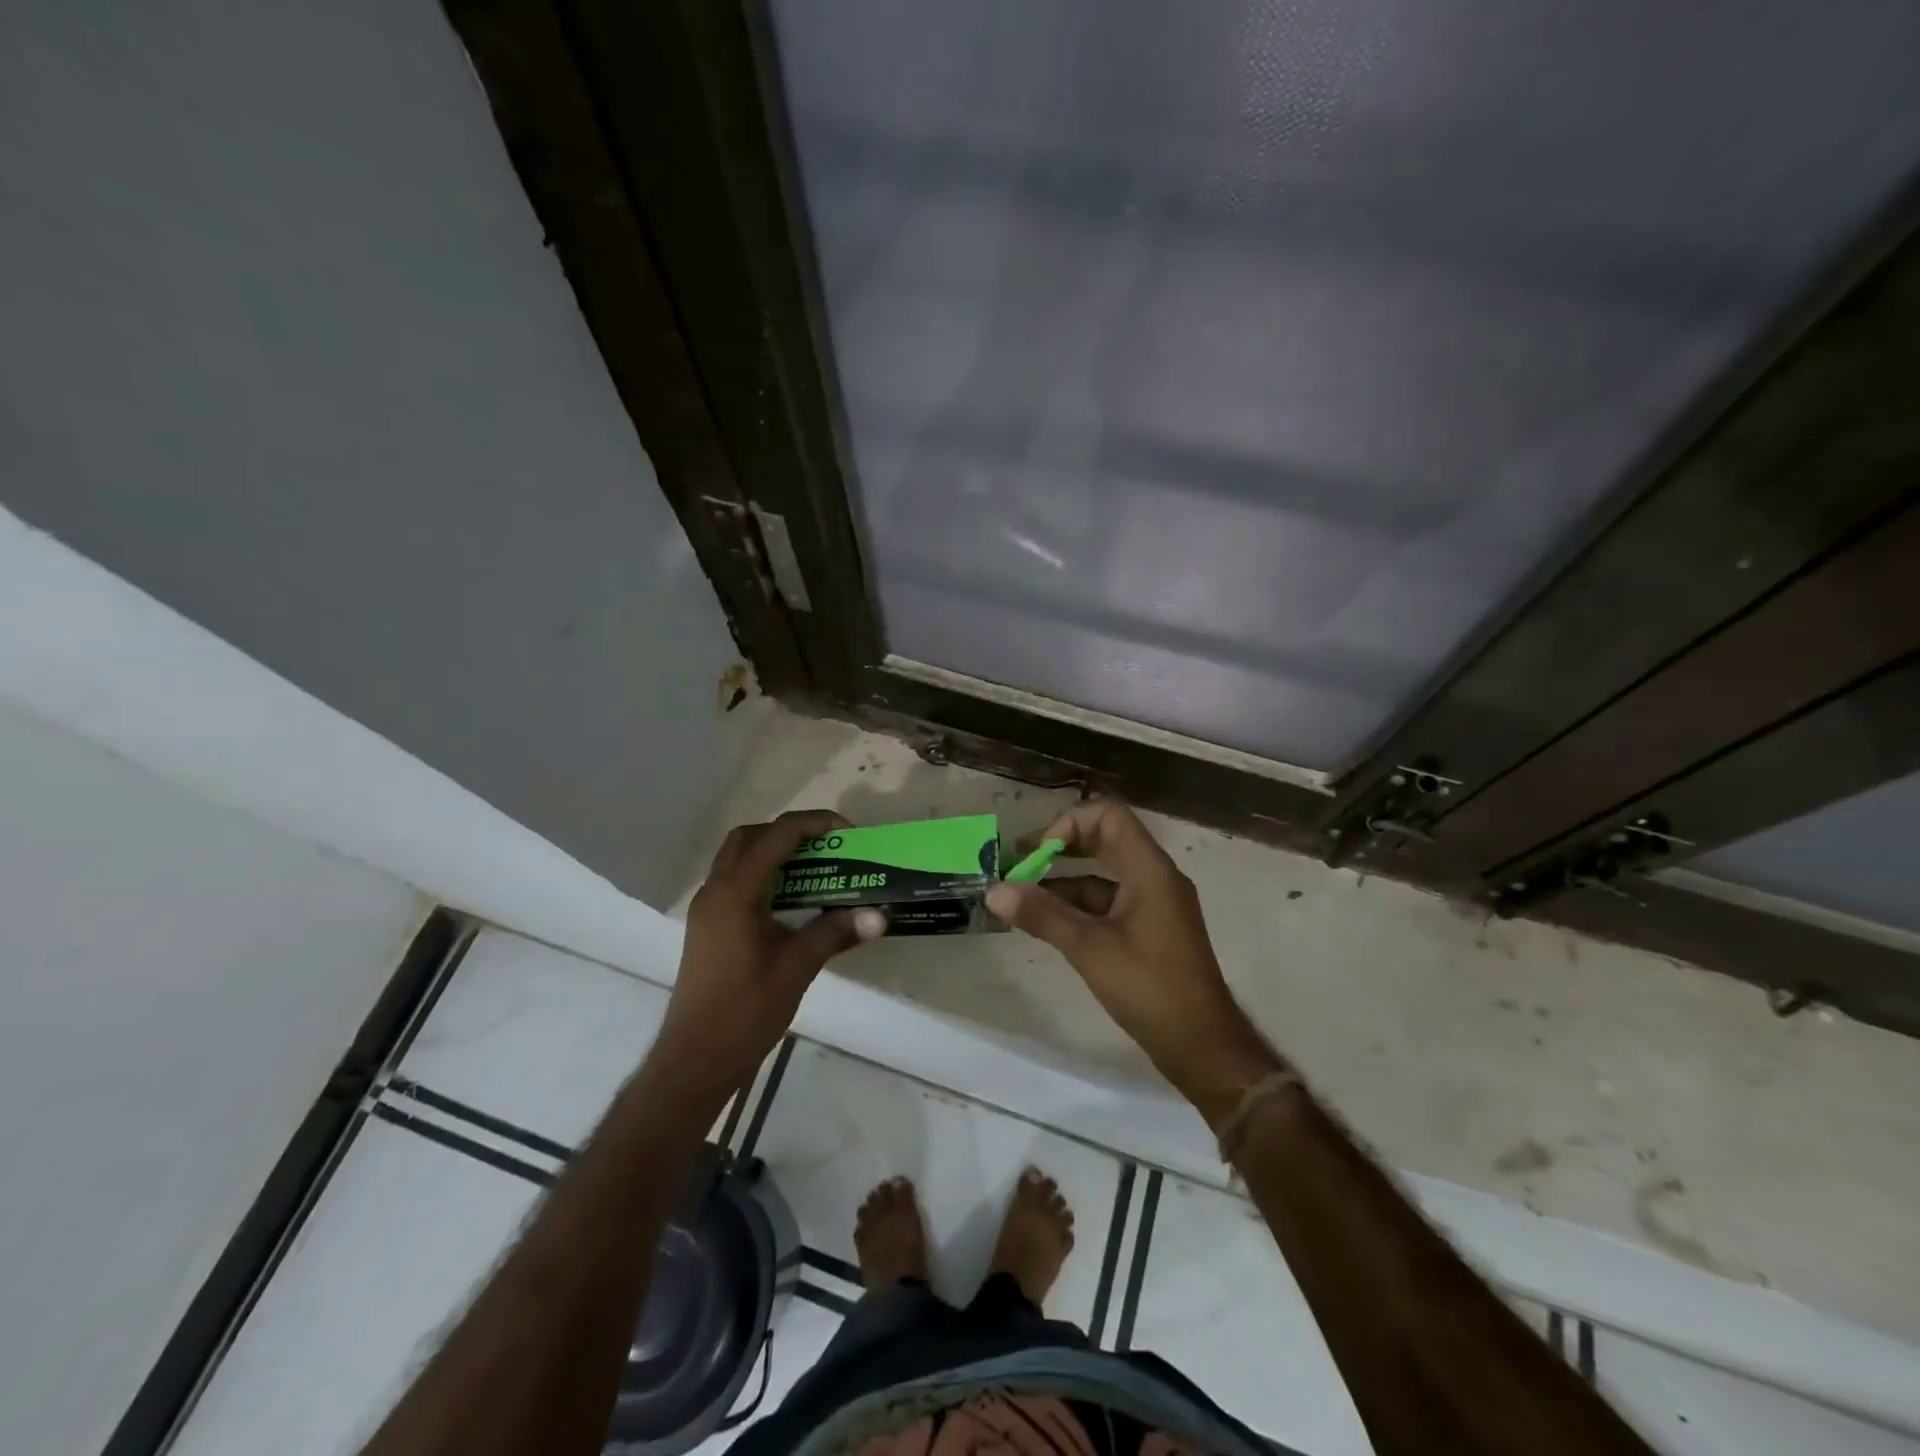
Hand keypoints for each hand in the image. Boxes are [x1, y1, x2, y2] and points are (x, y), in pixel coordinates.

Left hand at [656, 810, 885, 1102]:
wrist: (695, 1059)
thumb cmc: (745, 1011)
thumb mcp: (797, 968)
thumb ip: (835, 932)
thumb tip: (880, 915)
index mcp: (735, 893)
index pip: (776, 836)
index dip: (814, 824)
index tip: (848, 833)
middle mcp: (715, 890)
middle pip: (750, 837)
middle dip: (790, 832)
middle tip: (827, 847)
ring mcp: (707, 908)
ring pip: (738, 858)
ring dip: (774, 852)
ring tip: (815, 868)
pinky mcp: (708, 926)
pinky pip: (735, 881)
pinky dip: (763, 874)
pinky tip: (792, 899)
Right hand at [986, 800, 1283, 1124]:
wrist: (1202, 1045)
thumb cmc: (1149, 987)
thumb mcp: (1089, 948)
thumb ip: (1042, 915)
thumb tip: (995, 891)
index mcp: (1149, 869)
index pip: (1108, 815)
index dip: (1068, 824)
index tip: (1038, 853)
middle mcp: (1155, 877)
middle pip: (1105, 840)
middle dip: (1061, 847)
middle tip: (1021, 862)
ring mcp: (1155, 904)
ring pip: (1105, 875)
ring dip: (1065, 881)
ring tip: (1023, 898)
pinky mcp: (1151, 930)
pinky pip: (1111, 902)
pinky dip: (1080, 906)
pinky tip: (1049, 924)